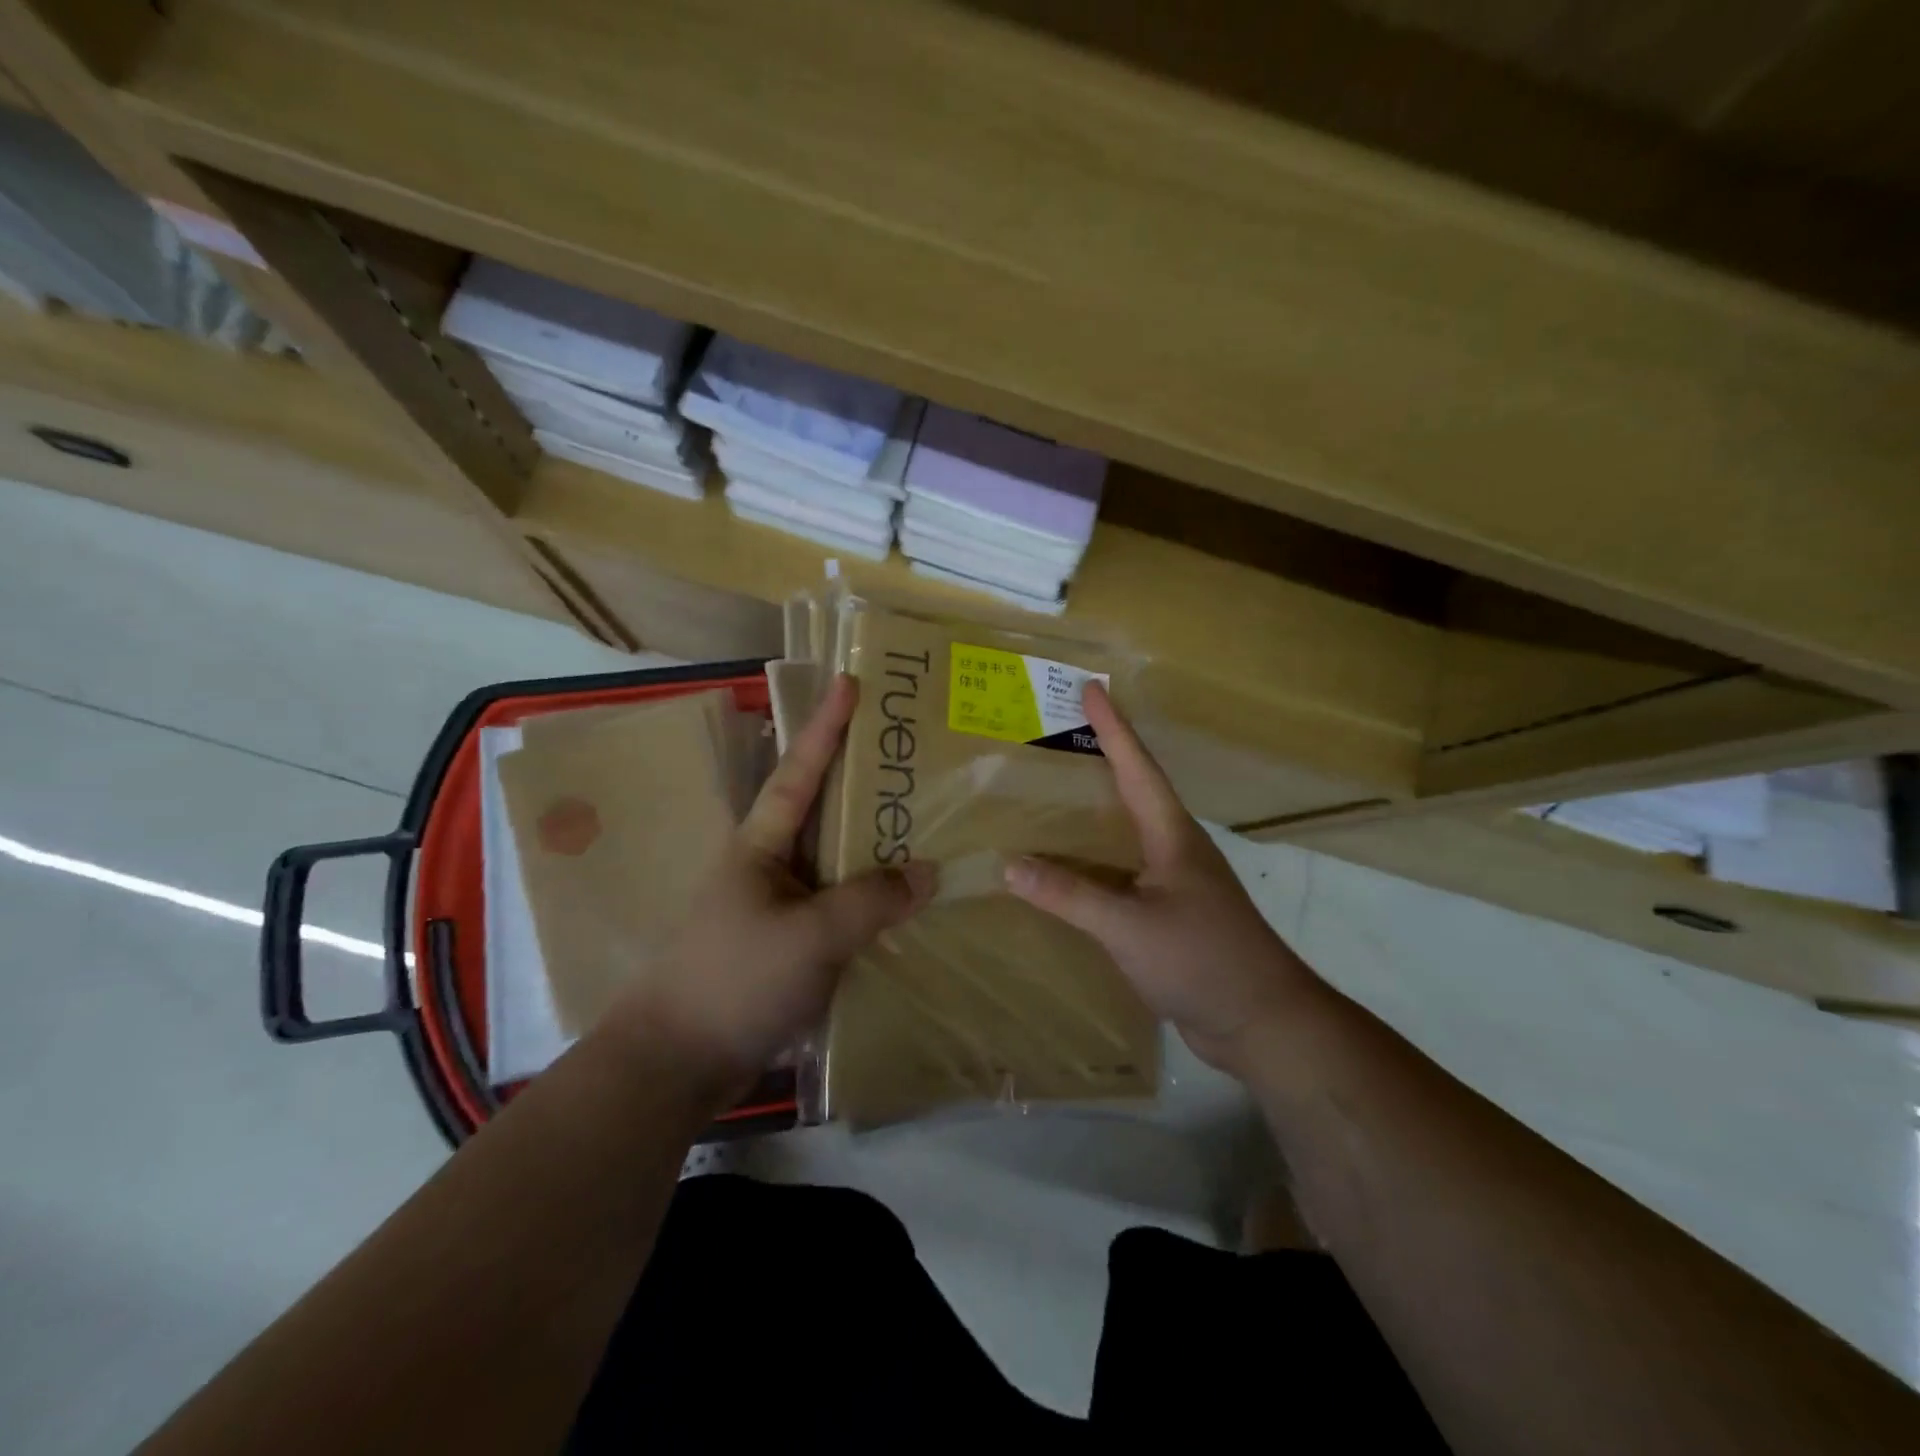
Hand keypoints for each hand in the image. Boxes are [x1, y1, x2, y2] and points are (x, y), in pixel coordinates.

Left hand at [610, 674, 936, 1088]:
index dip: (825, 727)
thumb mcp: (809, 936)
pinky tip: (909, 900)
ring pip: (837, 860)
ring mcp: (780, 905)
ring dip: (875, 842)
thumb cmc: (734, 981)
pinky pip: (841, 906)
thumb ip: (871, 900)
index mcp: (761, 845)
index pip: (799, 771)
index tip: (850, 682)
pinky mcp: (790, 944)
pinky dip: (873, 897)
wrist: (677, 1064)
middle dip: (864, 779)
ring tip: (927, 821)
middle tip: (914, 754)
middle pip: (825, 810)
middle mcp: (770, 864)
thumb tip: (928, 872)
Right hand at [1004, 682, 1318, 1075]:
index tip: (1092, 688)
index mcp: (1172, 836)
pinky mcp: (1170, 913)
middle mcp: (1175, 849)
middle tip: (1061, 735)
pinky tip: (1069, 870)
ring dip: (1096, 810)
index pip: (1137, 768)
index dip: (1113, 727)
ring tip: (1054, 794)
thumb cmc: (1202, 960)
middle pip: (1134, 790)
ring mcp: (1176, 882)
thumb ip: (1070, 896)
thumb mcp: (1129, 926)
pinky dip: (1094, 860)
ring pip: (1128, 832)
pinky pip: (1123, 871)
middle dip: (1102, 758)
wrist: (1262, 1022)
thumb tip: (1010, 865)